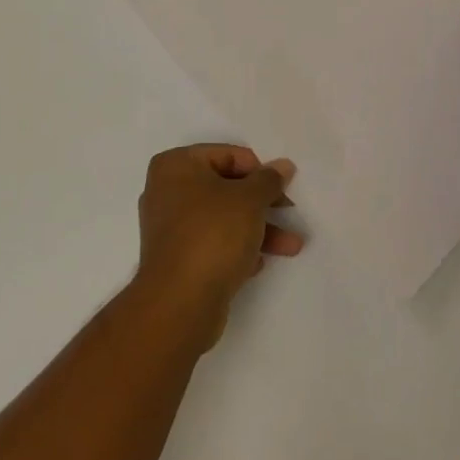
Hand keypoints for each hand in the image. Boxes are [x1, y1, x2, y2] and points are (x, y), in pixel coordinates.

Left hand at [135, 145, 302, 346]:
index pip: (228, 155)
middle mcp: (167, 191)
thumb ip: (269, 180)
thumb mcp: (250, 200)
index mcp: (176, 165)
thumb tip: (283, 166)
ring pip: (223, 218)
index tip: (282, 188)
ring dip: (258, 228)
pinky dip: (237, 248)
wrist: (179, 304)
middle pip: (226, 187)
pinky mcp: (177, 259)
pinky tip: (259, 262)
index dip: (259, 171)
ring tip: (292, 246)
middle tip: (291, 212)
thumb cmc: (213, 235)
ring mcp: (170, 227)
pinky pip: (213, 243)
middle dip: (262, 203)